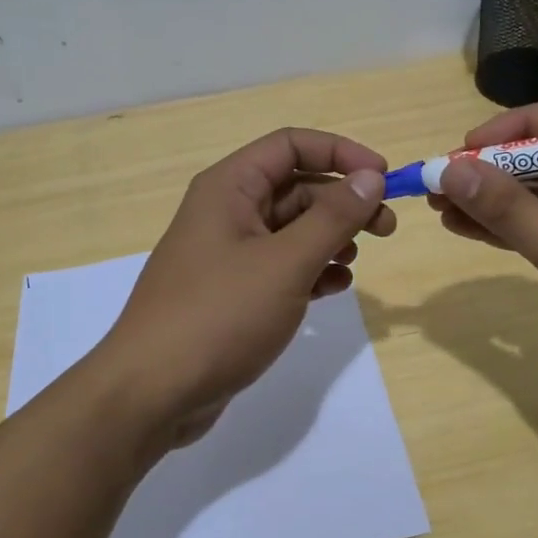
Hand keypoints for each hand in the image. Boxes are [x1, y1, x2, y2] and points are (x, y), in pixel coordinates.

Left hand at [90, 128, 394, 448]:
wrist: (152, 393)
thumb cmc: (219, 315)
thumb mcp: (285, 263)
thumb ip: (333, 217)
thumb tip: (371, 176)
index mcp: (229, 187)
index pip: (291, 145)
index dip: (341, 153)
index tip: (384, 177)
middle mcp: (226, 211)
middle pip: (296, 187)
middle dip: (343, 201)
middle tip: (386, 228)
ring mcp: (228, 253)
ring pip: (291, 229)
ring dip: (330, 237)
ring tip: (354, 261)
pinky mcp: (232, 292)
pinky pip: (281, 266)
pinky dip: (311, 270)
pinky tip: (334, 288)